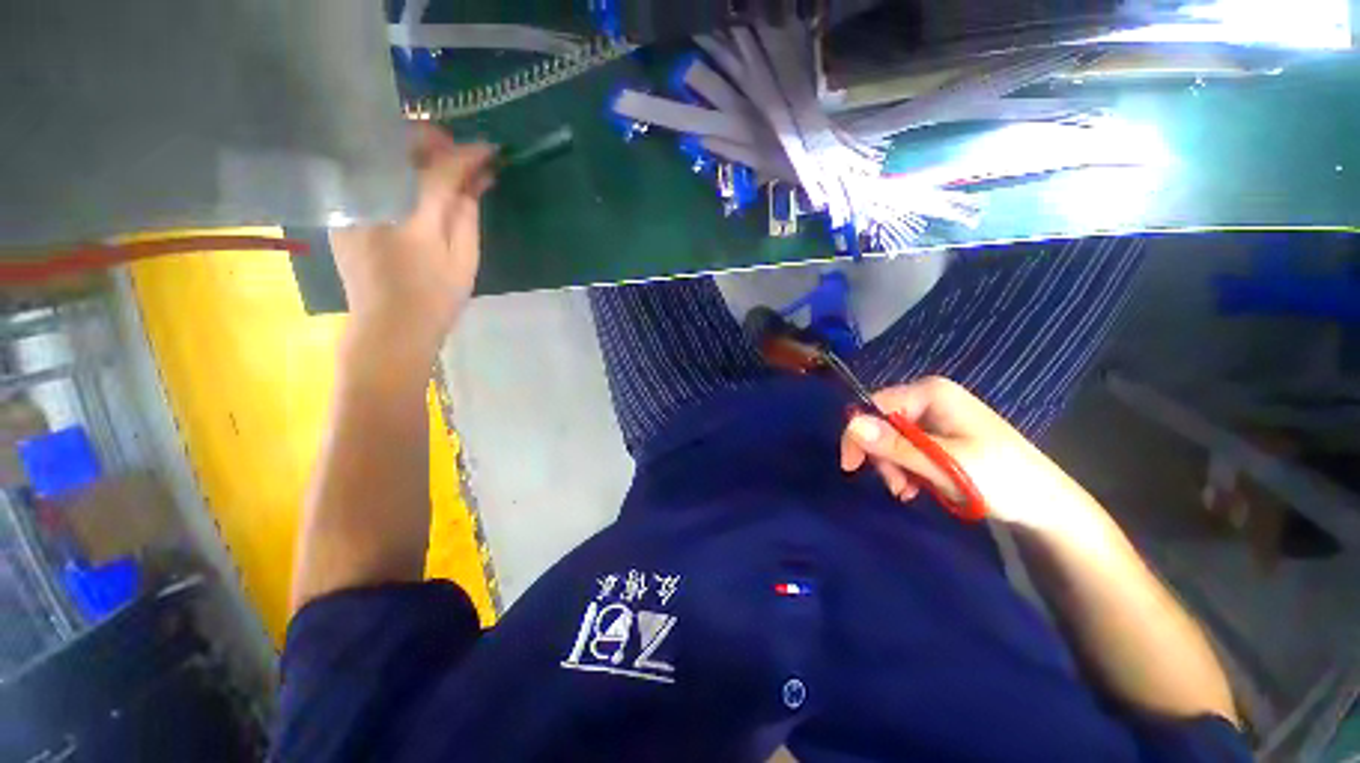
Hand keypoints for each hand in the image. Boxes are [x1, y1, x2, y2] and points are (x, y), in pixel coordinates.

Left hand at [330, 125, 495, 353]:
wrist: (388, 328)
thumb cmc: (435, 300)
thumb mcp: (464, 260)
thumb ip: (467, 214)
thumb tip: (476, 180)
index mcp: (412, 216)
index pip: (441, 169)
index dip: (469, 156)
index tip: (491, 151)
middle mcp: (375, 199)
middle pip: (400, 146)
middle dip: (435, 142)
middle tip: (463, 155)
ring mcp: (353, 202)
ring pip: (382, 154)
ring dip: (415, 152)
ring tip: (443, 166)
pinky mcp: (343, 210)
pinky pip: (370, 173)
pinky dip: (395, 169)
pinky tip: (415, 183)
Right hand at [840, 376, 1098, 529]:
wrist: (1048, 505)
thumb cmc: (1002, 480)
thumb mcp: (945, 465)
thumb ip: (897, 445)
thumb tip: (851, 424)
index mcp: (931, 392)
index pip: (873, 406)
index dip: (859, 435)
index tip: (852, 468)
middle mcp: (929, 396)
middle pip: (881, 422)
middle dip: (882, 456)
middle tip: (897, 487)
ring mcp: (936, 414)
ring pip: (891, 437)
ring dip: (894, 466)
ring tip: (908, 491)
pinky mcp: (941, 433)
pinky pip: (907, 446)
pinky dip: (906, 467)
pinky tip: (916, 487)